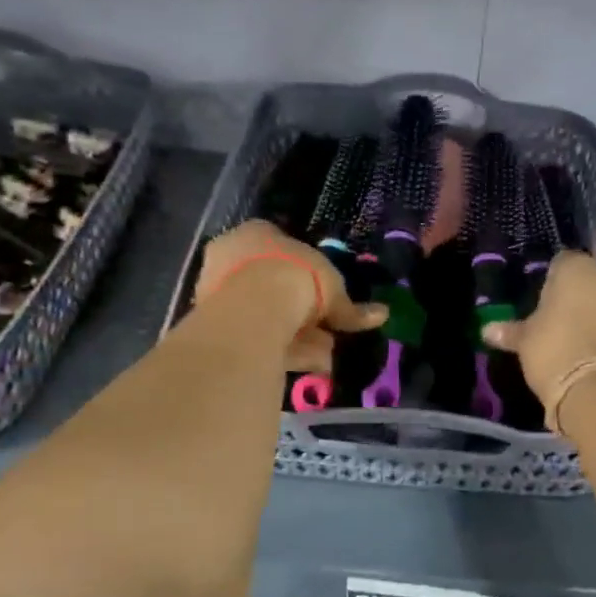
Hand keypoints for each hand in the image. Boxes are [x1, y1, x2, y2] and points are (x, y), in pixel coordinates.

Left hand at [195, 220, 386, 373]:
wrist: (255, 307)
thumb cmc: (296, 278)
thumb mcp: (333, 290)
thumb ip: (352, 308)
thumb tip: (382, 314)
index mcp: (256, 232)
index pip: (281, 247)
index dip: (305, 272)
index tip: (323, 294)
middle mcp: (231, 256)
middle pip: (270, 283)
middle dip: (298, 308)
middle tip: (325, 329)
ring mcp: (217, 290)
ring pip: (261, 313)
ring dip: (293, 333)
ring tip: (324, 354)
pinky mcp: (213, 324)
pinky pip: (255, 336)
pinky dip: (281, 349)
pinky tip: (306, 364)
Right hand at [482, 252, 595, 406]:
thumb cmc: (555, 353)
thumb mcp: (526, 342)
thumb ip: (511, 331)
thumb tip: (487, 329)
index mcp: (577, 269)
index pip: (562, 263)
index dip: (552, 283)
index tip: (545, 305)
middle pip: (594, 280)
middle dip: (582, 296)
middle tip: (565, 323)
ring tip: (587, 342)